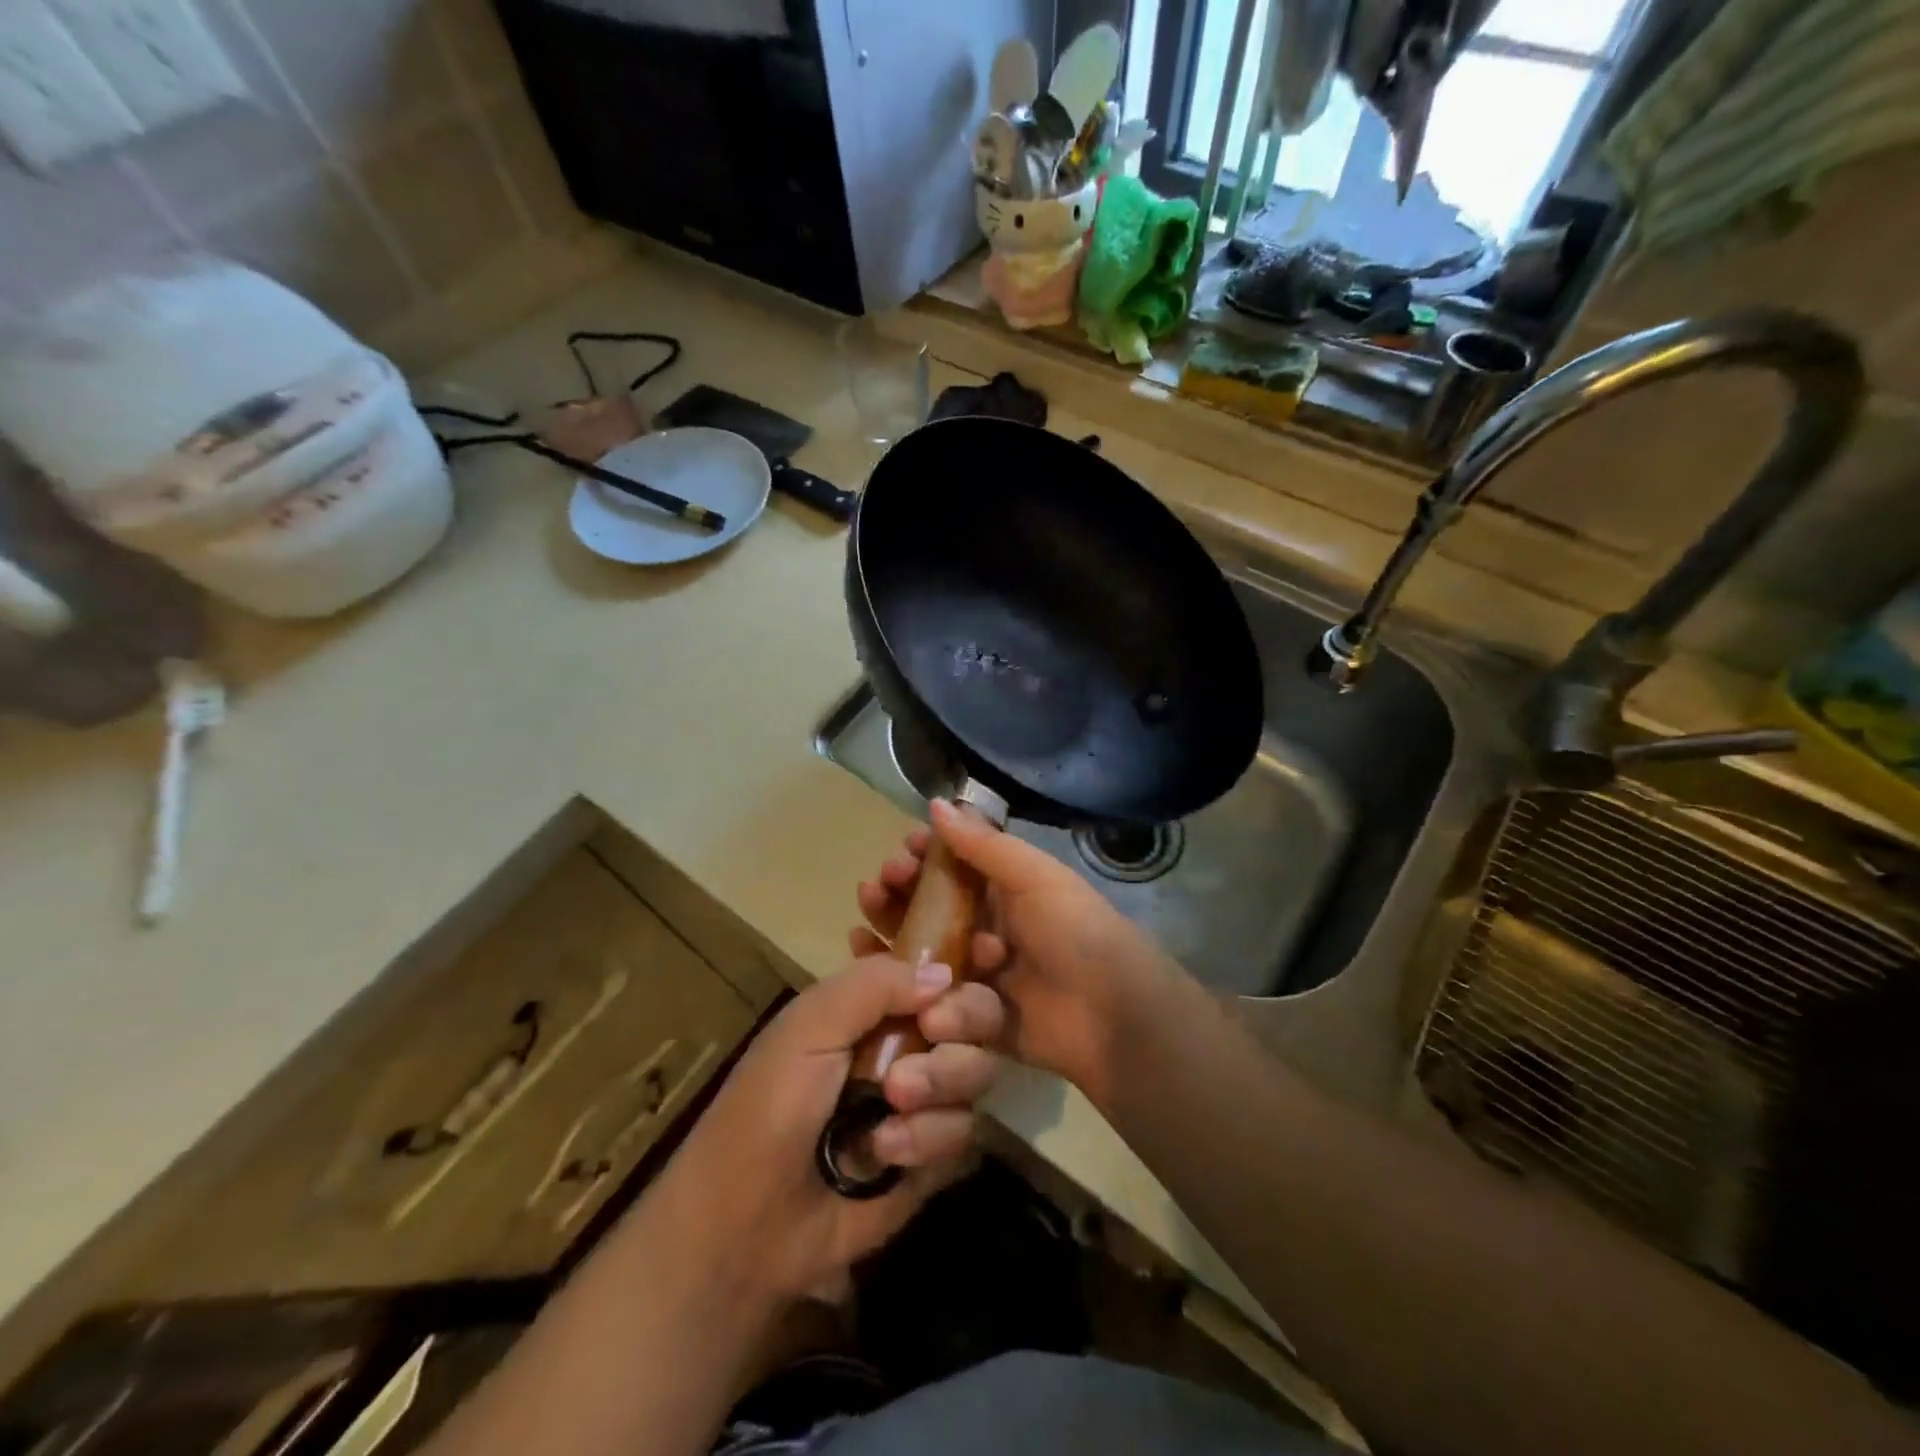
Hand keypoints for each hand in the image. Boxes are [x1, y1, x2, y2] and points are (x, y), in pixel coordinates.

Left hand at [644, 954, 1003, 1307]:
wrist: (746, 1223)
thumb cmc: (769, 1106)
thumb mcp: (809, 1027)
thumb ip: (875, 984)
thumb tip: (946, 973)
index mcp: (876, 1006)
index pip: (942, 971)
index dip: (964, 971)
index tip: (962, 982)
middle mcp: (909, 1045)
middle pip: (977, 1017)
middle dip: (965, 1023)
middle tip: (933, 1036)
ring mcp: (925, 1103)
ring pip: (977, 1072)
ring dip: (941, 1084)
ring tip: (894, 1105)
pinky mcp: (933, 1160)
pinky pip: (966, 1135)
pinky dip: (930, 1140)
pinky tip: (887, 1155)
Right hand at [852, 799, 1174, 1106]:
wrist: (1112, 1015)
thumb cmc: (1076, 932)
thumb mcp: (1035, 877)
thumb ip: (984, 845)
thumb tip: (936, 802)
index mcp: (1006, 889)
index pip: (955, 863)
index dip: (926, 854)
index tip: (902, 850)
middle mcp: (987, 924)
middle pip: (931, 903)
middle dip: (900, 890)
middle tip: (879, 885)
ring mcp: (977, 970)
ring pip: (923, 944)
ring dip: (892, 926)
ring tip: (866, 919)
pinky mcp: (970, 1012)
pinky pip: (927, 990)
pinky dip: (898, 976)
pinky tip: (868, 959)